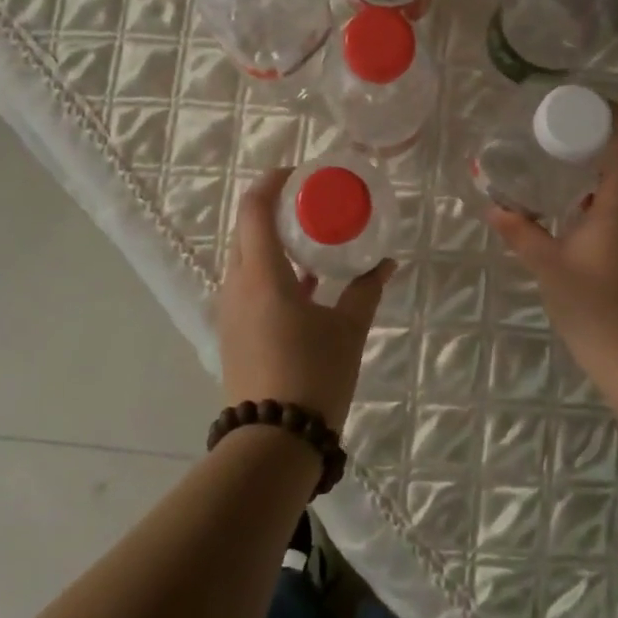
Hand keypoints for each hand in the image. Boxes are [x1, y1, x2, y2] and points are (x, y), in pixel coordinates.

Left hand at [217, 168, 395, 430]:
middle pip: (246, 229)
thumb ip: (366, 290)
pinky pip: (248, 285)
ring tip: (310, 237)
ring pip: (245, 258)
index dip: (272, 182)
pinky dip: (271, 270)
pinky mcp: (233, 333)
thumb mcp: (347, 329)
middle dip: (274, 209)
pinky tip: (304, 282)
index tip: (299, 172)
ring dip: (272, 241)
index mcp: (261, 274)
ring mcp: (230, 311)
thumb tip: (386, 262)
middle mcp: (236, 285)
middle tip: (310, 202)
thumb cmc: (312, 375)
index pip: (254, 208)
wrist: (272, 445)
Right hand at [484, 102, 617, 386]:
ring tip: (558, 175)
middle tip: (552, 140)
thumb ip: (520, 231)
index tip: (576, 106)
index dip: (609, 111)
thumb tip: (494, 207)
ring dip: (597, 173)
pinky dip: (604, 198)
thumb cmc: (594, 305)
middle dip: (592, 141)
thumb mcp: (547, 264)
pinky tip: (575, 216)